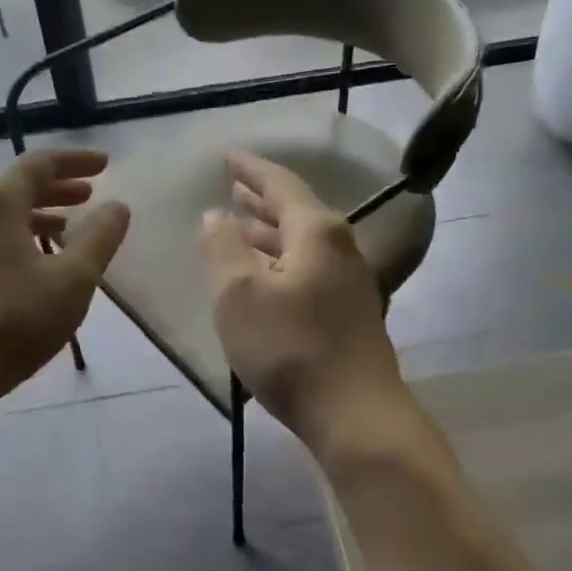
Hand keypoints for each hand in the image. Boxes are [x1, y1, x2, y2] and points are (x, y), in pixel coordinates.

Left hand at [0, 149, 129, 414]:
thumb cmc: (12, 322)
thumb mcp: (72, 281)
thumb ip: (99, 239)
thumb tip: (117, 207)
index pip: (39, 164)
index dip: (76, 161)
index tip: (106, 164)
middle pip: (17, 188)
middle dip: (58, 189)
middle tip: (90, 195)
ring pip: (1, 218)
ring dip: (38, 217)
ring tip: (67, 230)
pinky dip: (19, 241)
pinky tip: (35, 268)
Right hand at [201, 152, 408, 454]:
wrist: (355, 414)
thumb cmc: (291, 348)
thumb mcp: (240, 295)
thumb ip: (224, 247)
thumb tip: (216, 215)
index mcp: (316, 232)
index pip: (280, 184)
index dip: (250, 169)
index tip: (227, 156)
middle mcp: (340, 248)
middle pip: (295, 212)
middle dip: (260, 199)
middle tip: (231, 187)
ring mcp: (349, 283)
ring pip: (301, 244)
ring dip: (268, 233)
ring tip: (238, 226)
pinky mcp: (348, 314)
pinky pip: (307, 271)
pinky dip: (280, 262)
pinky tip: (263, 277)